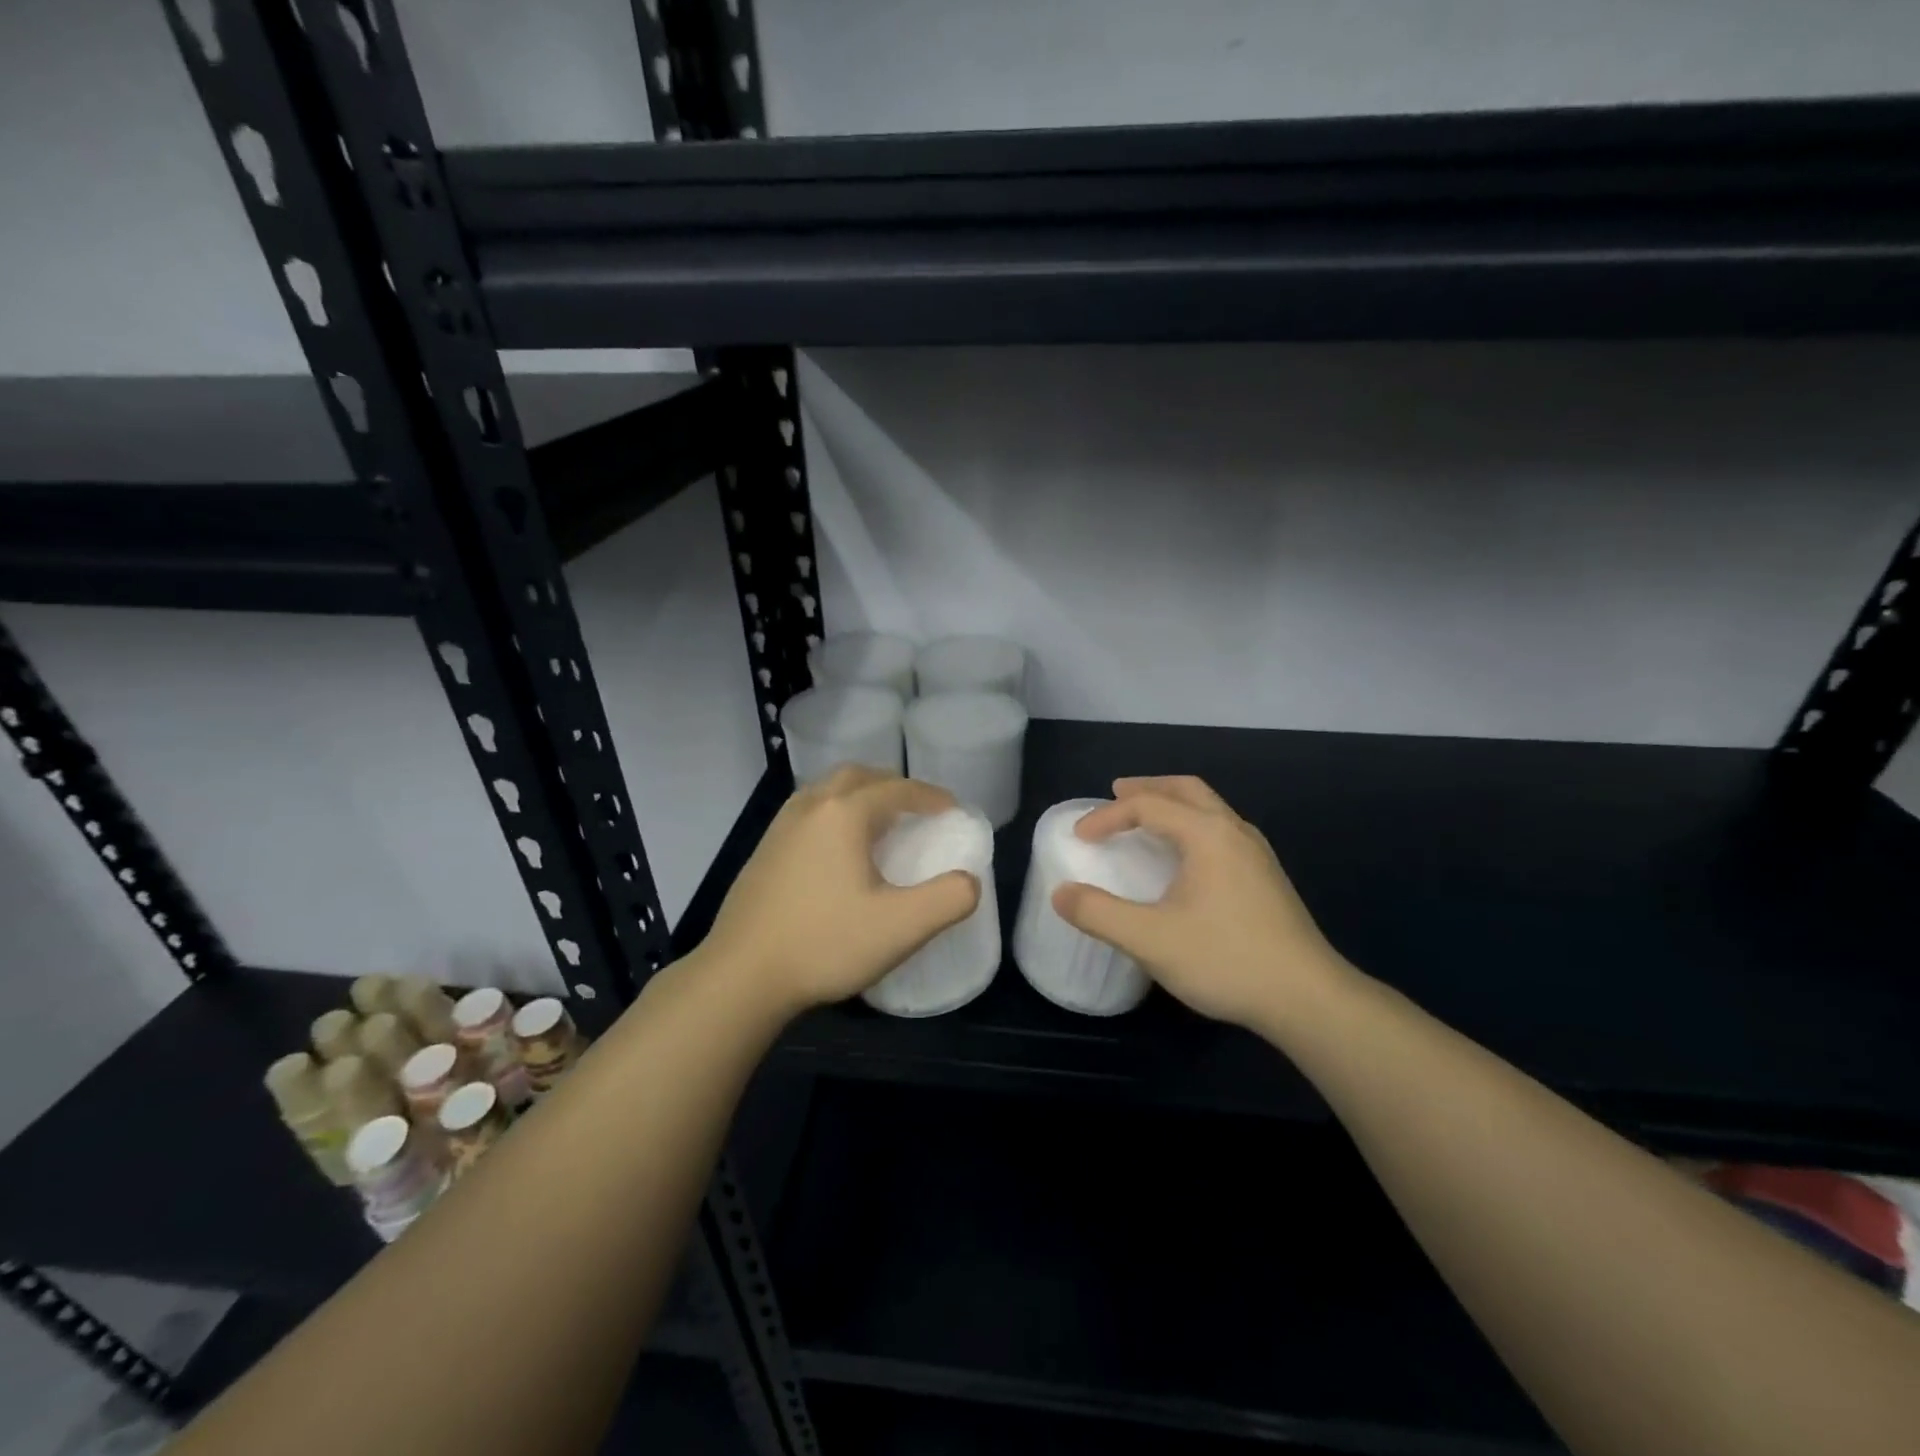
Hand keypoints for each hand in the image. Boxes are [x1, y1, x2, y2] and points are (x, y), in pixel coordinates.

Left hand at [701, 766, 981, 1017]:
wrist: (741, 976)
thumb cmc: (825, 944)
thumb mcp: (901, 928)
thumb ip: (948, 899)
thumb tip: (969, 881)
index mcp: (844, 813)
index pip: (897, 789)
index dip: (931, 796)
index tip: (952, 811)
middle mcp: (810, 807)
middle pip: (858, 776)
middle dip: (892, 786)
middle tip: (916, 810)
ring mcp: (780, 827)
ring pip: (827, 791)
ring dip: (859, 796)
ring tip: (880, 825)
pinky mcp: (763, 852)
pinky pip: (807, 813)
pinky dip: (834, 814)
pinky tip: (838, 853)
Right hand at [1052, 776, 1352, 1030]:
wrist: (1307, 998)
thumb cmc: (1226, 959)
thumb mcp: (1150, 939)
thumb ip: (1099, 914)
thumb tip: (1061, 894)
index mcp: (1207, 834)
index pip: (1147, 806)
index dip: (1107, 816)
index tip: (1080, 838)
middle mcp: (1235, 832)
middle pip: (1187, 790)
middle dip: (1147, 788)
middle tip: (1116, 794)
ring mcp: (1257, 854)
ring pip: (1210, 808)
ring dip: (1173, 805)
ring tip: (1146, 821)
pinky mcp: (1267, 878)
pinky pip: (1221, 831)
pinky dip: (1192, 825)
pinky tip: (1185, 859)